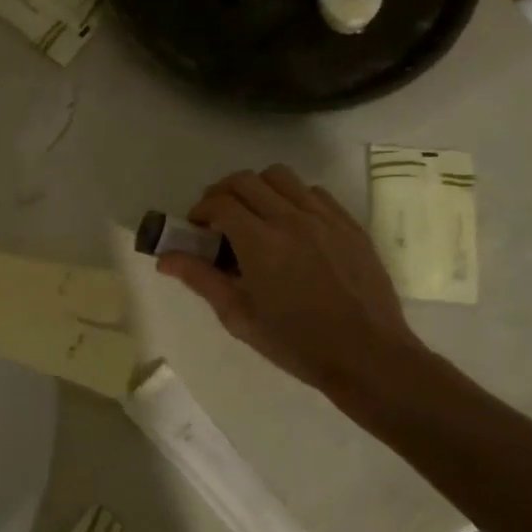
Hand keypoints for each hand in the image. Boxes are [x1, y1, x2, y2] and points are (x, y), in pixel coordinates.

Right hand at [158, 166, 421, 394]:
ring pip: (281, 177)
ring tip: (254, 216)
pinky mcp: (349, 224)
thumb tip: (165, 258)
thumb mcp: (239, 316)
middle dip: (222, 193)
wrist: (367, 355)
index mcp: (260, 243)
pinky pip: (314, 192)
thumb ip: (201, 279)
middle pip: (246, 180)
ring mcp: (325, 218)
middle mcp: (291, 219)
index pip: (220, 202)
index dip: (200, 209)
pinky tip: (290, 226)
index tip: (196, 228)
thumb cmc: (295, 342)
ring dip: (257, 189)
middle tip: (217, 219)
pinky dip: (292, 197)